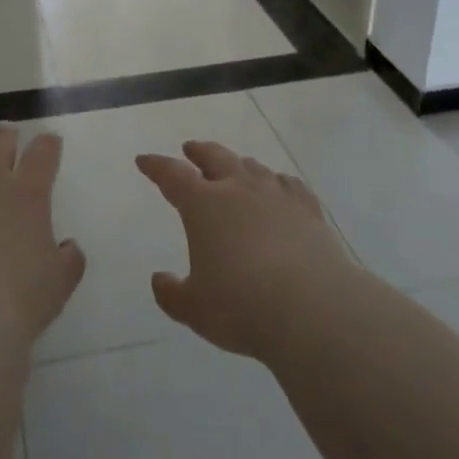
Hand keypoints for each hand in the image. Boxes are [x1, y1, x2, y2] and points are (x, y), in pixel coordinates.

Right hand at [137, 141, 355, 362]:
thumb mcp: (194, 309)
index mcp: (203, 205)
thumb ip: (171, 293)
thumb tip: (159, 279)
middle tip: (190, 149)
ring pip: (252, 167)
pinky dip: (277, 182)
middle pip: (215, 157)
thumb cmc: (242, 306)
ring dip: (237, 164)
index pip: (172, 175)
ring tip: (234, 168)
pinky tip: (279, 188)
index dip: (156, 166)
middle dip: (199, 152)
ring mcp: (276, 195)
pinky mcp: (308, 209)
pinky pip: (289, 185)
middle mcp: (238, 189)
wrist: (313, 308)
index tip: (144, 160)